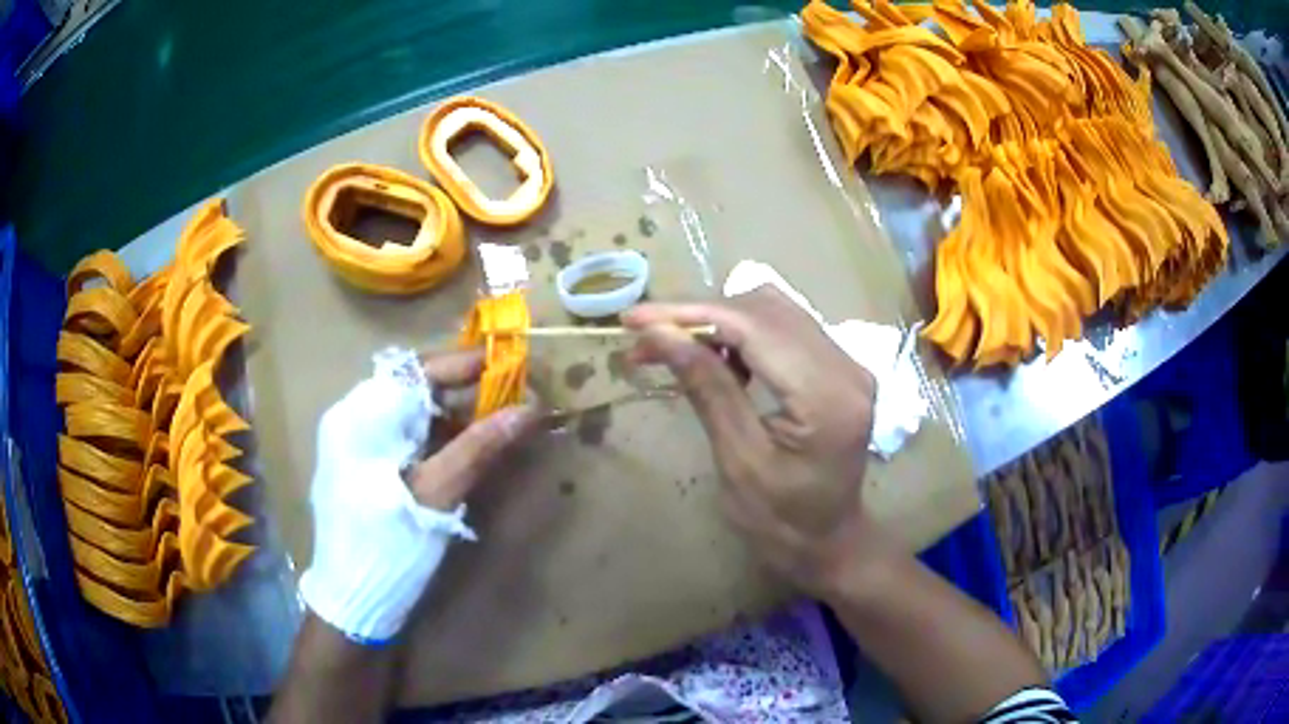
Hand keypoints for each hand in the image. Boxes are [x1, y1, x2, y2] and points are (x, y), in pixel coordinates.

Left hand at [300, 347, 537, 643]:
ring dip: (452, 414)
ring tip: (496, 421)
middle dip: (464, 389)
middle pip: (413, 387)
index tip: (511, 362)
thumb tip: (531, 407)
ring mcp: (353, 443)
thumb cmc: (389, 546)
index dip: (466, 362)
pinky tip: (463, 449)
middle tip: (510, 395)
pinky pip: (402, 435)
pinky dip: (435, 437)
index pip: (417, 369)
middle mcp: (352, 418)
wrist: (352, 601)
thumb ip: (479, 447)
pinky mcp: (360, 466)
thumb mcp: (436, 495)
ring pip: (409, 412)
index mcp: (360, 416)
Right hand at [624, 287, 888, 596]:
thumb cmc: (781, 521)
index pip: (755, 327)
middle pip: (765, 309)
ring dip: (719, 321)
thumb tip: (661, 335)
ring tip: (676, 348)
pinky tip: (717, 356)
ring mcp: (848, 362)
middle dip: (699, 316)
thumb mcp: (738, 461)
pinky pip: (785, 327)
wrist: (828, 541)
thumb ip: (707, 389)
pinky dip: (743, 332)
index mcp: (828, 396)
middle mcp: (847, 366)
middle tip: (646, 340)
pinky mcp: (839, 365)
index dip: (691, 315)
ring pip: (774, 310)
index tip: (635, 318)